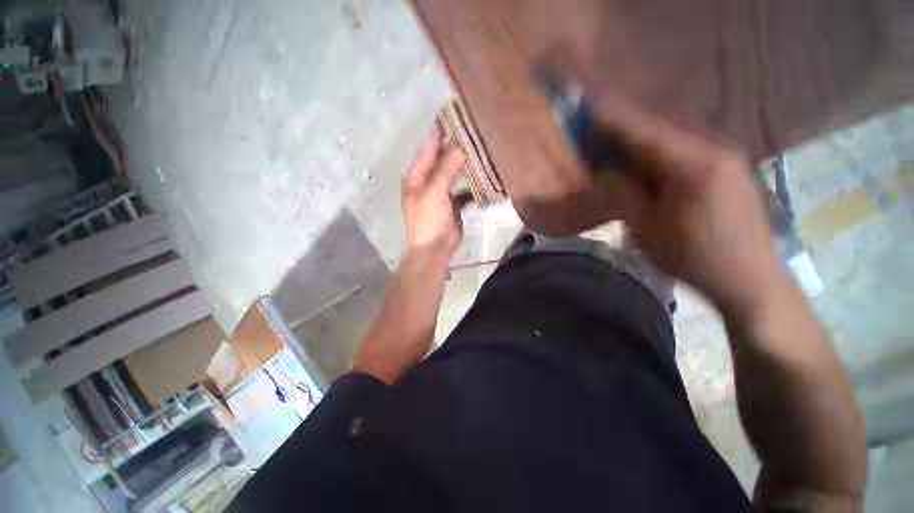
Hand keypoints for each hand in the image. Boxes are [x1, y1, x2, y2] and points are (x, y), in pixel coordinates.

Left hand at [402, 126, 472, 260]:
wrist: (434, 249)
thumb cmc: (428, 221)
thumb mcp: (434, 193)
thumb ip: (445, 171)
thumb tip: (459, 148)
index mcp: (416, 178)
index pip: (427, 151)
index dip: (437, 134)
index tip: (449, 115)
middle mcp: (427, 183)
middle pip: (441, 161)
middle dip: (453, 148)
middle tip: (471, 131)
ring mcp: (441, 195)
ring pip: (453, 175)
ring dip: (464, 166)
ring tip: (480, 151)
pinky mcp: (453, 206)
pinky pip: (463, 191)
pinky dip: (471, 187)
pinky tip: (483, 179)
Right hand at [594, 98, 788, 321]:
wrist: (748, 278)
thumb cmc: (693, 257)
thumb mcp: (647, 229)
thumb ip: (625, 194)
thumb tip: (607, 171)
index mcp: (694, 167)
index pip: (645, 134)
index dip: (614, 122)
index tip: (590, 111)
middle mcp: (715, 150)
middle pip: (661, 130)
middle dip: (626, 127)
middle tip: (597, 126)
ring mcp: (727, 157)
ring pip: (674, 138)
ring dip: (642, 138)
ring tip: (615, 140)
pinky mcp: (729, 168)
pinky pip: (687, 149)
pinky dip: (661, 149)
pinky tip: (646, 157)